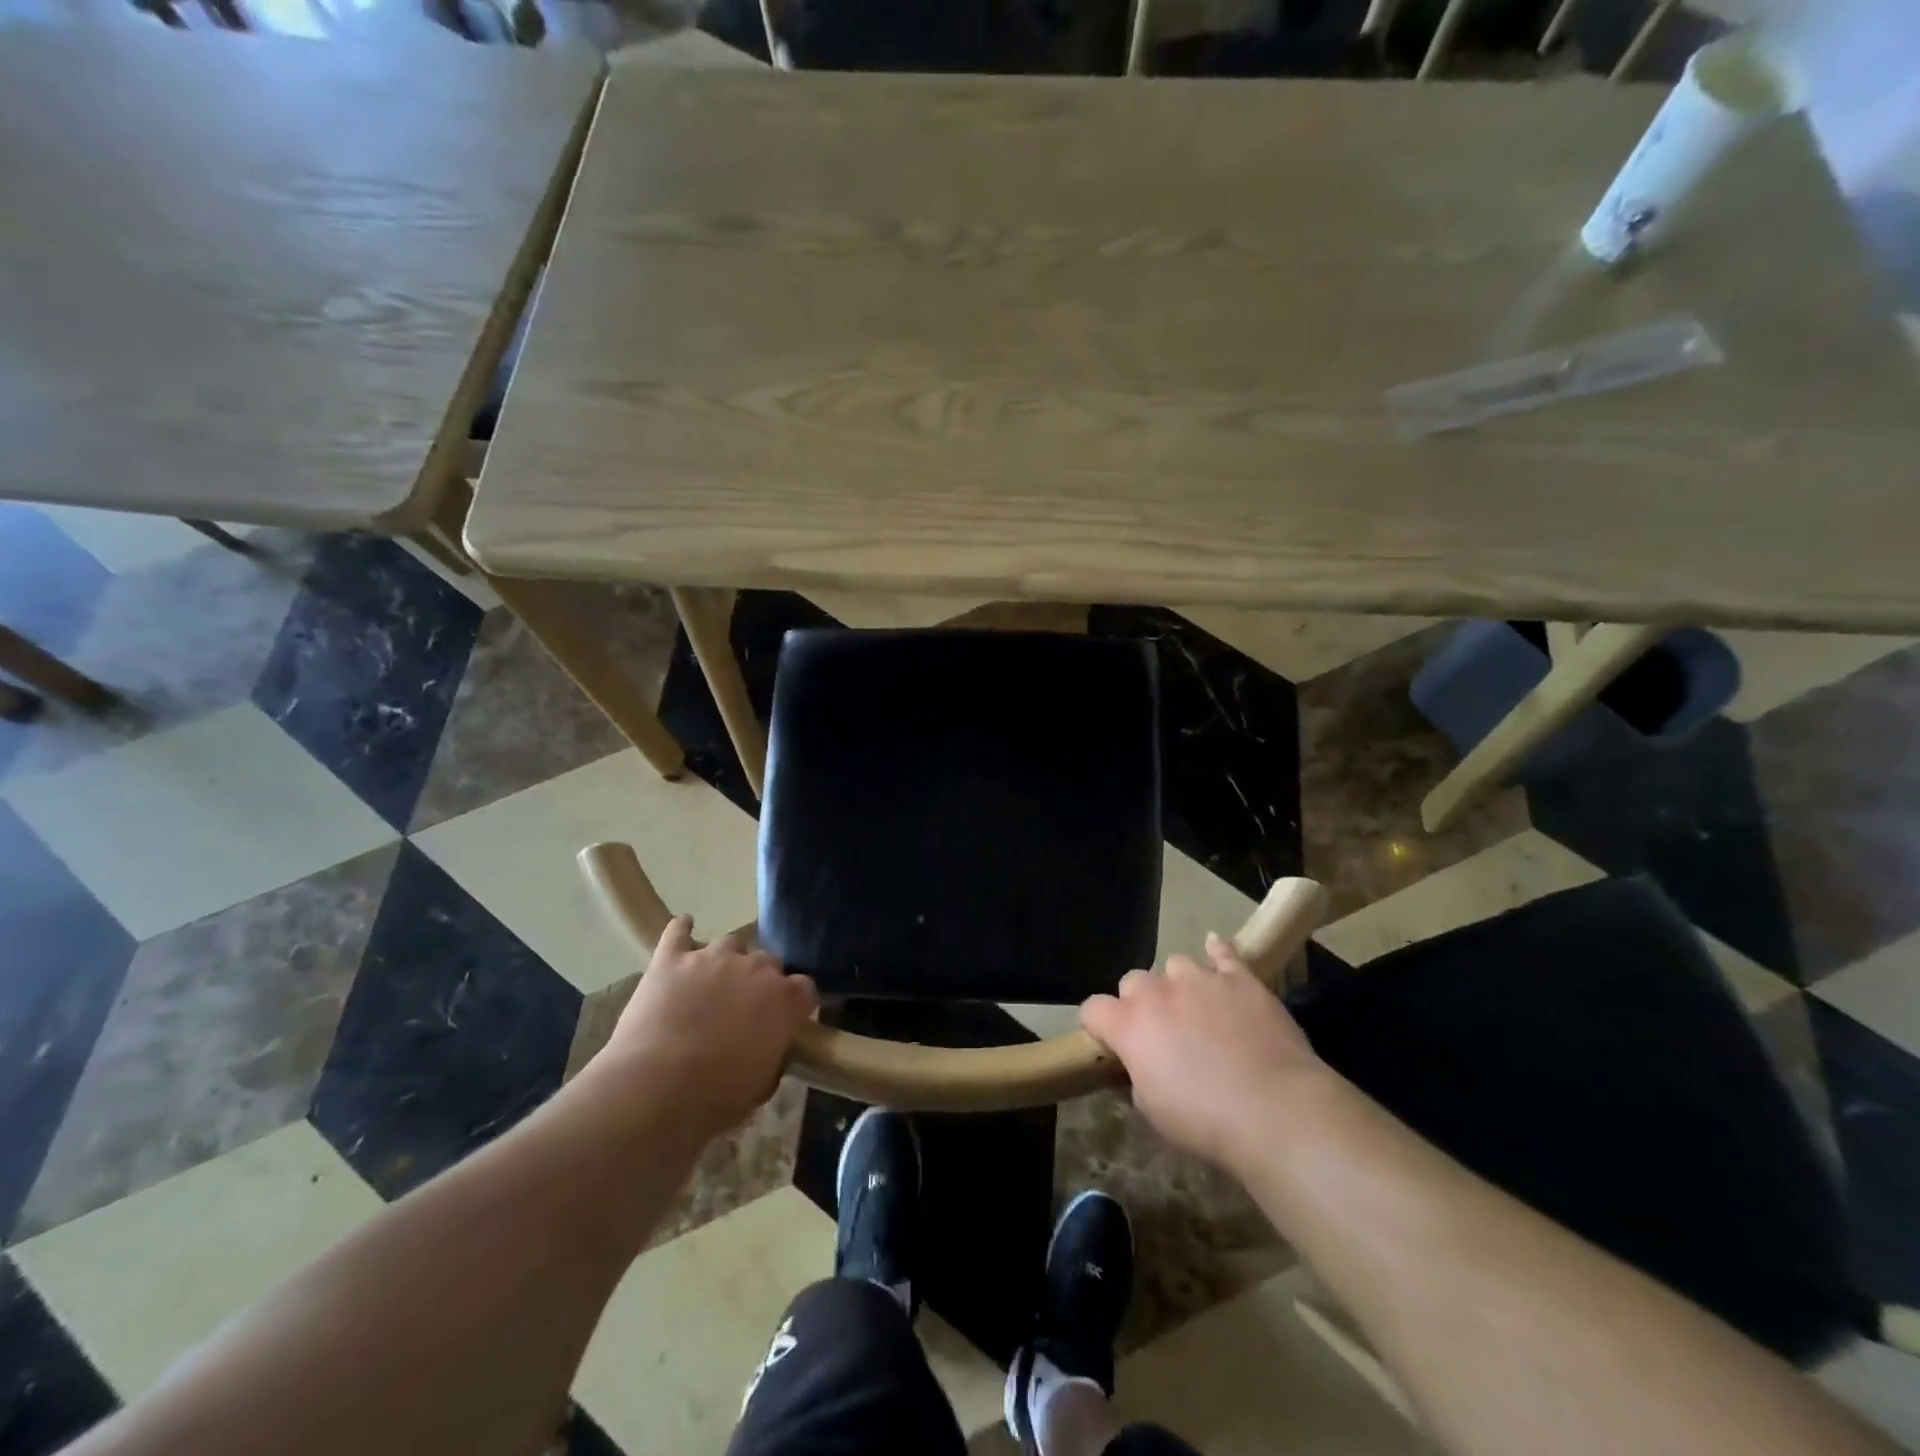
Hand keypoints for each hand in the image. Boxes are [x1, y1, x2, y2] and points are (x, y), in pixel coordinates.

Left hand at [598, 916, 818, 1140]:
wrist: (655, 1090)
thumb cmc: (715, 1098)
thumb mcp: (762, 1085)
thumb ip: (773, 1053)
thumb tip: (770, 1046)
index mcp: (785, 1000)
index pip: (805, 987)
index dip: (795, 1003)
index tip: (785, 1019)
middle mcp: (756, 968)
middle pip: (768, 961)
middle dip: (760, 980)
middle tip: (743, 1007)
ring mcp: (713, 957)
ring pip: (731, 943)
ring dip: (727, 960)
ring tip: (713, 981)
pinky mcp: (672, 959)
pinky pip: (678, 932)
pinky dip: (682, 930)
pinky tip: (684, 928)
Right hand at [1081, 932, 1325, 1171]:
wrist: (1276, 1110)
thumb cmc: (1207, 1121)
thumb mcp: (1154, 1111)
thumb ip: (1137, 1077)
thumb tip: (1138, 1066)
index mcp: (1129, 1026)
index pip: (1093, 1009)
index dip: (1099, 1026)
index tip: (1111, 1044)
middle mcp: (1157, 993)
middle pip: (1132, 981)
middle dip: (1140, 1002)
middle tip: (1161, 1032)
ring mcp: (1199, 979)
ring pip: (1175, 964)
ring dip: (1179, 984)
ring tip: (1197, 1008)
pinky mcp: (1238, 978)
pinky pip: (1222, 952)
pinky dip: (1217, 952)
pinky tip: (1216, 951)